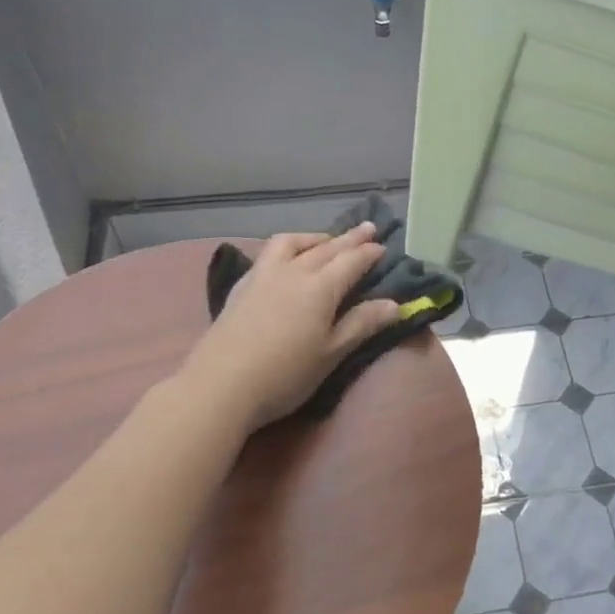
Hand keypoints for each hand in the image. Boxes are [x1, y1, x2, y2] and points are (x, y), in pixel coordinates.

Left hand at [184, 225, 404, 431]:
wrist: (220, 386)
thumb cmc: (285, 374)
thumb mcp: (331, 353)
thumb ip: (362, 324)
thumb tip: (394, 304)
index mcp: (320, 287)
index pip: (351, 261)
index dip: (369, 253)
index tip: (383, 247)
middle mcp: (293, 271)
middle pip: (325, 247)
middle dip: (349, 238)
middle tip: (367, 227)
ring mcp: (263, 276)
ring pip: (291, 243)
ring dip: (314, 237)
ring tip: (325, 239)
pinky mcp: (241, 287)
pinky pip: (268, 253)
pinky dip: (287, 248)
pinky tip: (284, 260)